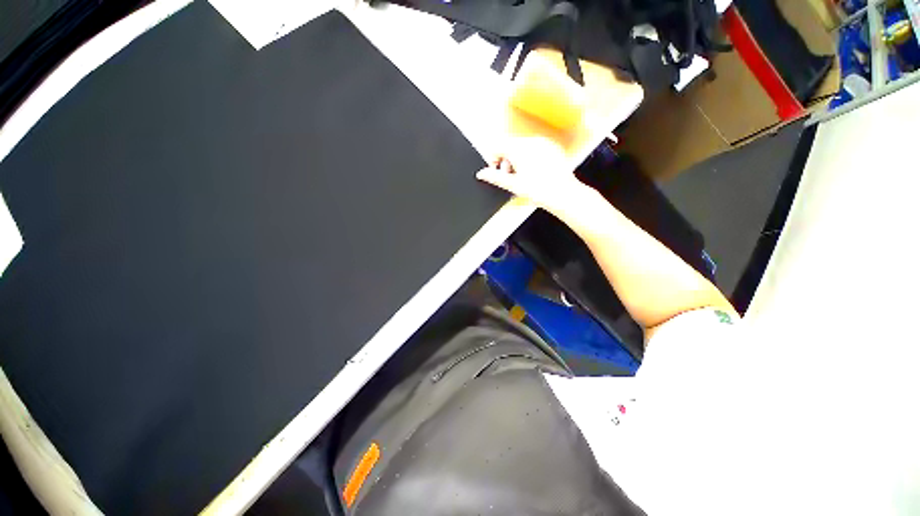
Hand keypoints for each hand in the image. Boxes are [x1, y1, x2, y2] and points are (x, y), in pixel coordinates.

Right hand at [475, 137, 587, 214]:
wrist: (563, 194)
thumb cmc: (540, 190)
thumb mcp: (513, 185)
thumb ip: (494, 177)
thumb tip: (481, 173)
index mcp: (520, 149)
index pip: (497, 146)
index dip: (493, 159)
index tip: (496, 170)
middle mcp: (531, 141)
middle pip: (509, 146)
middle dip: (506, 160)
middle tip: (511, 177)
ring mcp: (543, 143)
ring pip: (521, 146)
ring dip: (516, 159)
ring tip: (523, 175)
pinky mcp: (551, 147)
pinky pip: (534, 148)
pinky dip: (529, 157)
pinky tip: (534, 172)